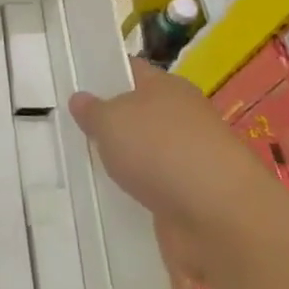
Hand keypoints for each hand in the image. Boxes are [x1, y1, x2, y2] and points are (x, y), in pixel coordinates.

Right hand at [68, 58, 267, 277]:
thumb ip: (92, 111)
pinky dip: (134, 193)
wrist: (221, 217)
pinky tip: (108, 198)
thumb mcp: (111, 121)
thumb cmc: (161, 150)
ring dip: (122, 160)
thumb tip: (81, 99)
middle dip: (108, 122)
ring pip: (144, 153)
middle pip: (137, 114)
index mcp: (168, 87)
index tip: (72, 84)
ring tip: (80, 166)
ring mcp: (189, 160)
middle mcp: (182, 118)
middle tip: (67, 129)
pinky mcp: (190, 198)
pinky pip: (153, 188)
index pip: (131, 71)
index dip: (103, 74)